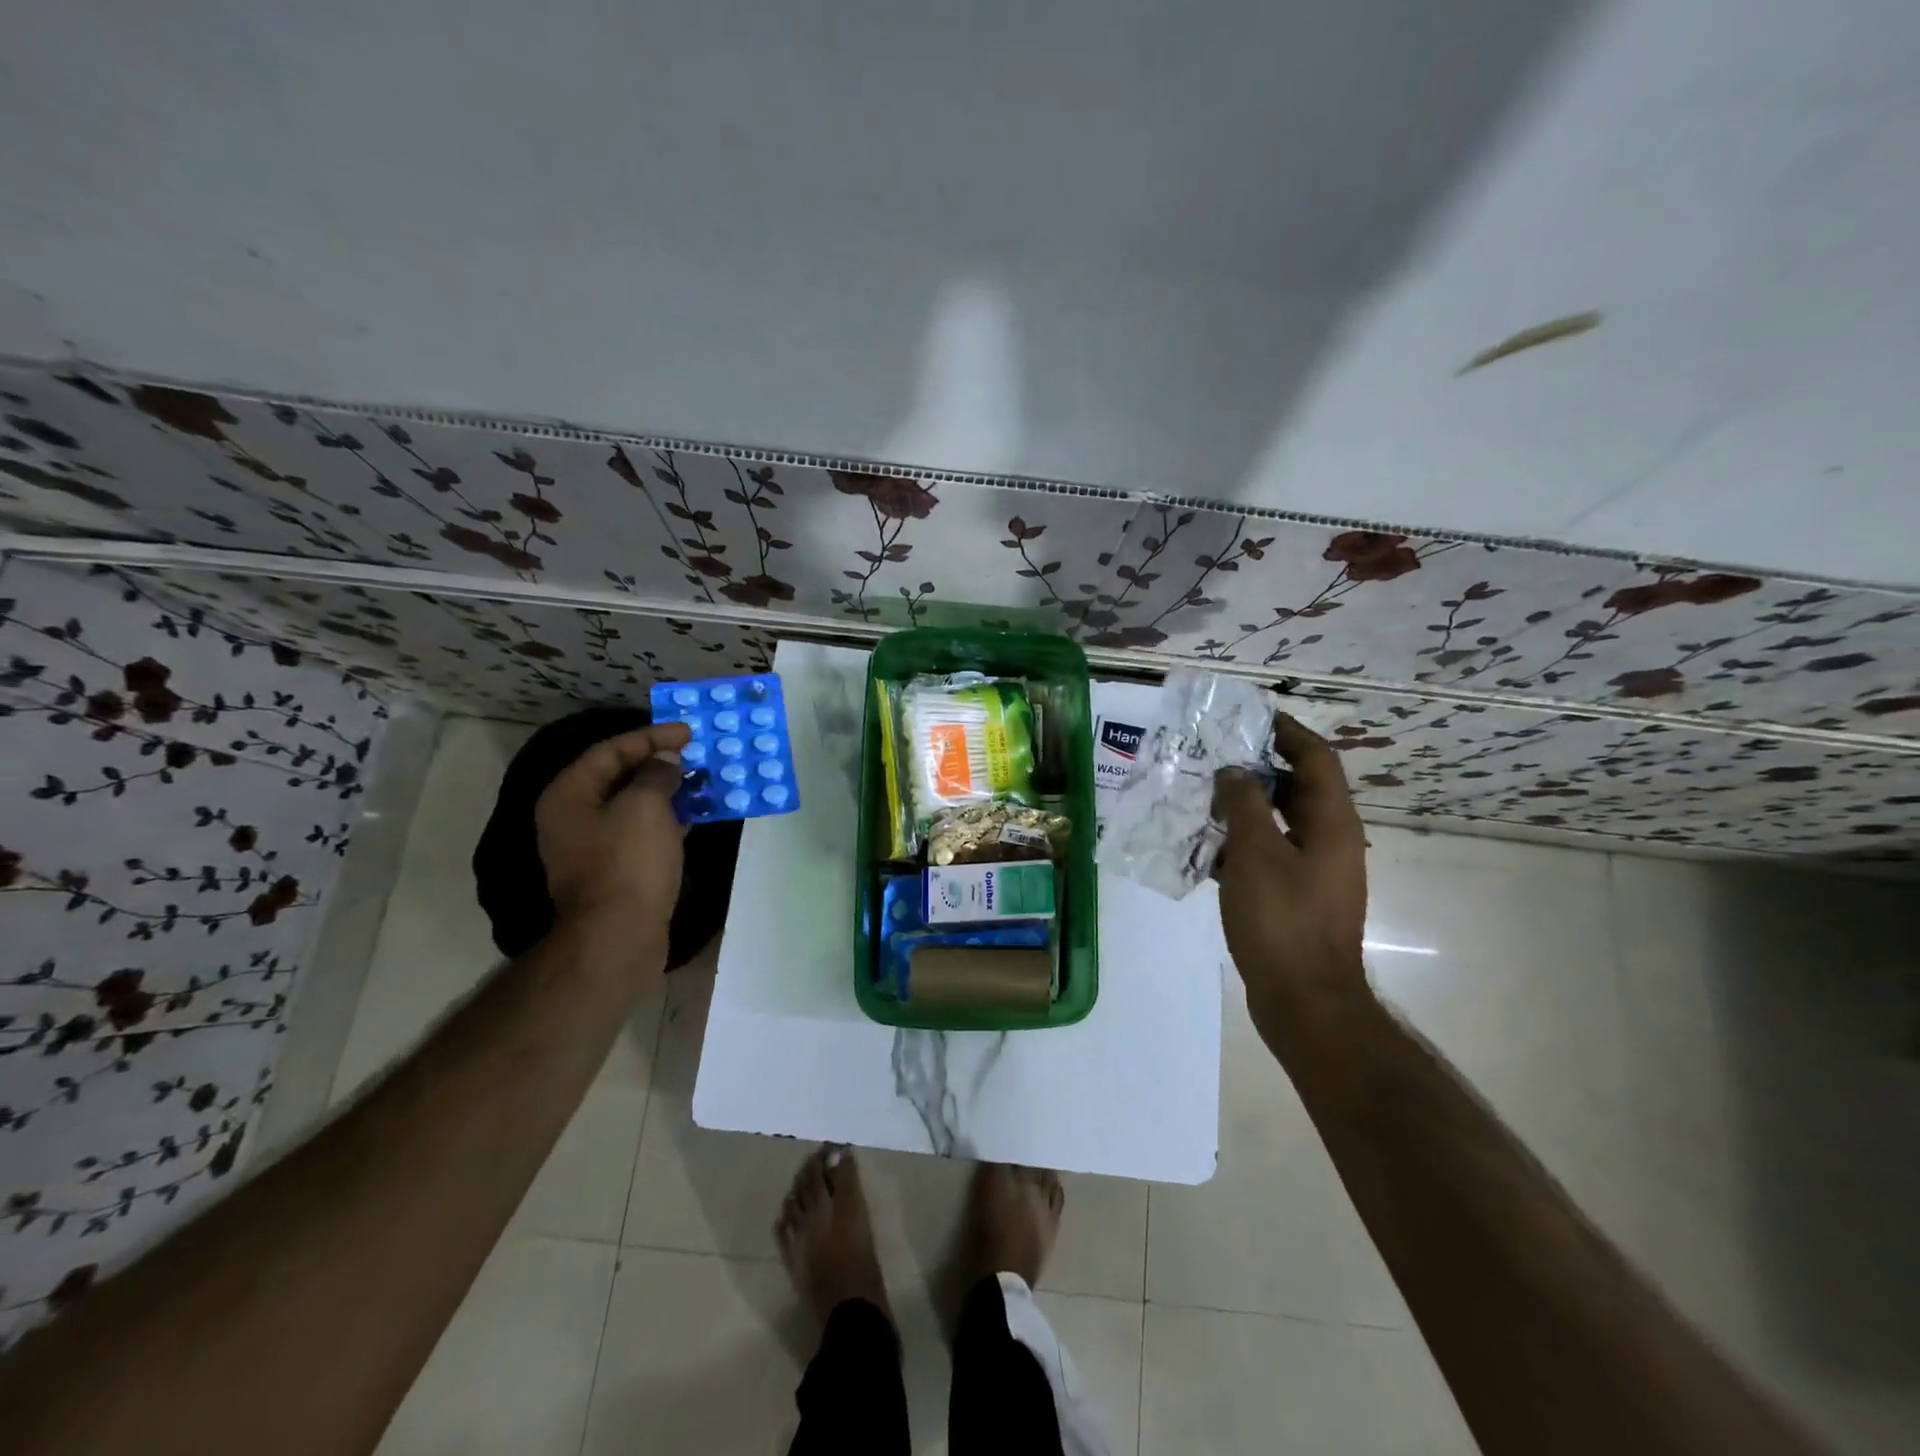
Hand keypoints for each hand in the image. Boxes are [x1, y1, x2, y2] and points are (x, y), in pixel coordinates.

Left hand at [535, 723, 691, 970]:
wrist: (617, 936)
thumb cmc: (628, 862)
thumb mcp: (645, 805)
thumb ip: (656, 773)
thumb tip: (665, 760)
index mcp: (569, 795)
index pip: (610, 750)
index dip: (650, 736)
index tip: (688, 731)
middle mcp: (574, 817)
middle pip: (618, 776)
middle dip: (658, 762)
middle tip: (695, 752)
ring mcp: (593, 846)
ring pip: (633, 805)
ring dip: (666, 790)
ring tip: (701, 779)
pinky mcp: (615, 869)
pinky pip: (642, 830)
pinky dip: (667, 818)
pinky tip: (695, 814)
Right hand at [1212, 713, 1369, 1028]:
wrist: (1304, 1000)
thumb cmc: (1282, 919)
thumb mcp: (1256, 852)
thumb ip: (1245, 803)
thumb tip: (1236, 772)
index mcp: (1332, 823)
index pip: (1316, 758)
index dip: (1287, 731)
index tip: (1250, 716)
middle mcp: (1332, 840)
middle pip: (1298, 788)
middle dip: (1258, 768)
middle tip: (1214, 757)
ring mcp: (1316, 872)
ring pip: (1280, 823)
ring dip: (1245, 807)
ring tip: (1202, 799)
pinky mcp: (1297, 898)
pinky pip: (1270, 854)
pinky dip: (1242, 844)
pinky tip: (1206, 850)